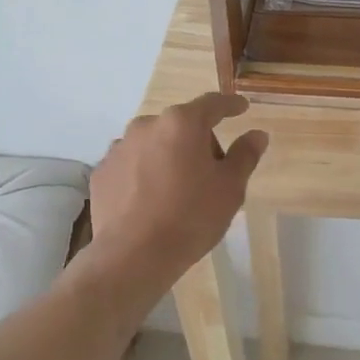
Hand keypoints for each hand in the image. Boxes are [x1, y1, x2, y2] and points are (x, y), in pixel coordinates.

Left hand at [86, 92, 267, 289]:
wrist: (133, 256)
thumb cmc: (190, 217)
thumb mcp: (230, 188)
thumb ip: (245, 155)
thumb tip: (257, 134)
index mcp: (182, 123)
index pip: (212, 104)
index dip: (230, 105)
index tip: (242, 108)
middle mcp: (147, 125)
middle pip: (181, 125)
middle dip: (198, 141)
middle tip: (212, 172)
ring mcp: (119, 147)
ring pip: (154, 144)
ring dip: (168, 156)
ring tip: (177, 190)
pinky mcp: (102, 172)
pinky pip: (131, 164)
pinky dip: (144, 173)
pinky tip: (151, 201)